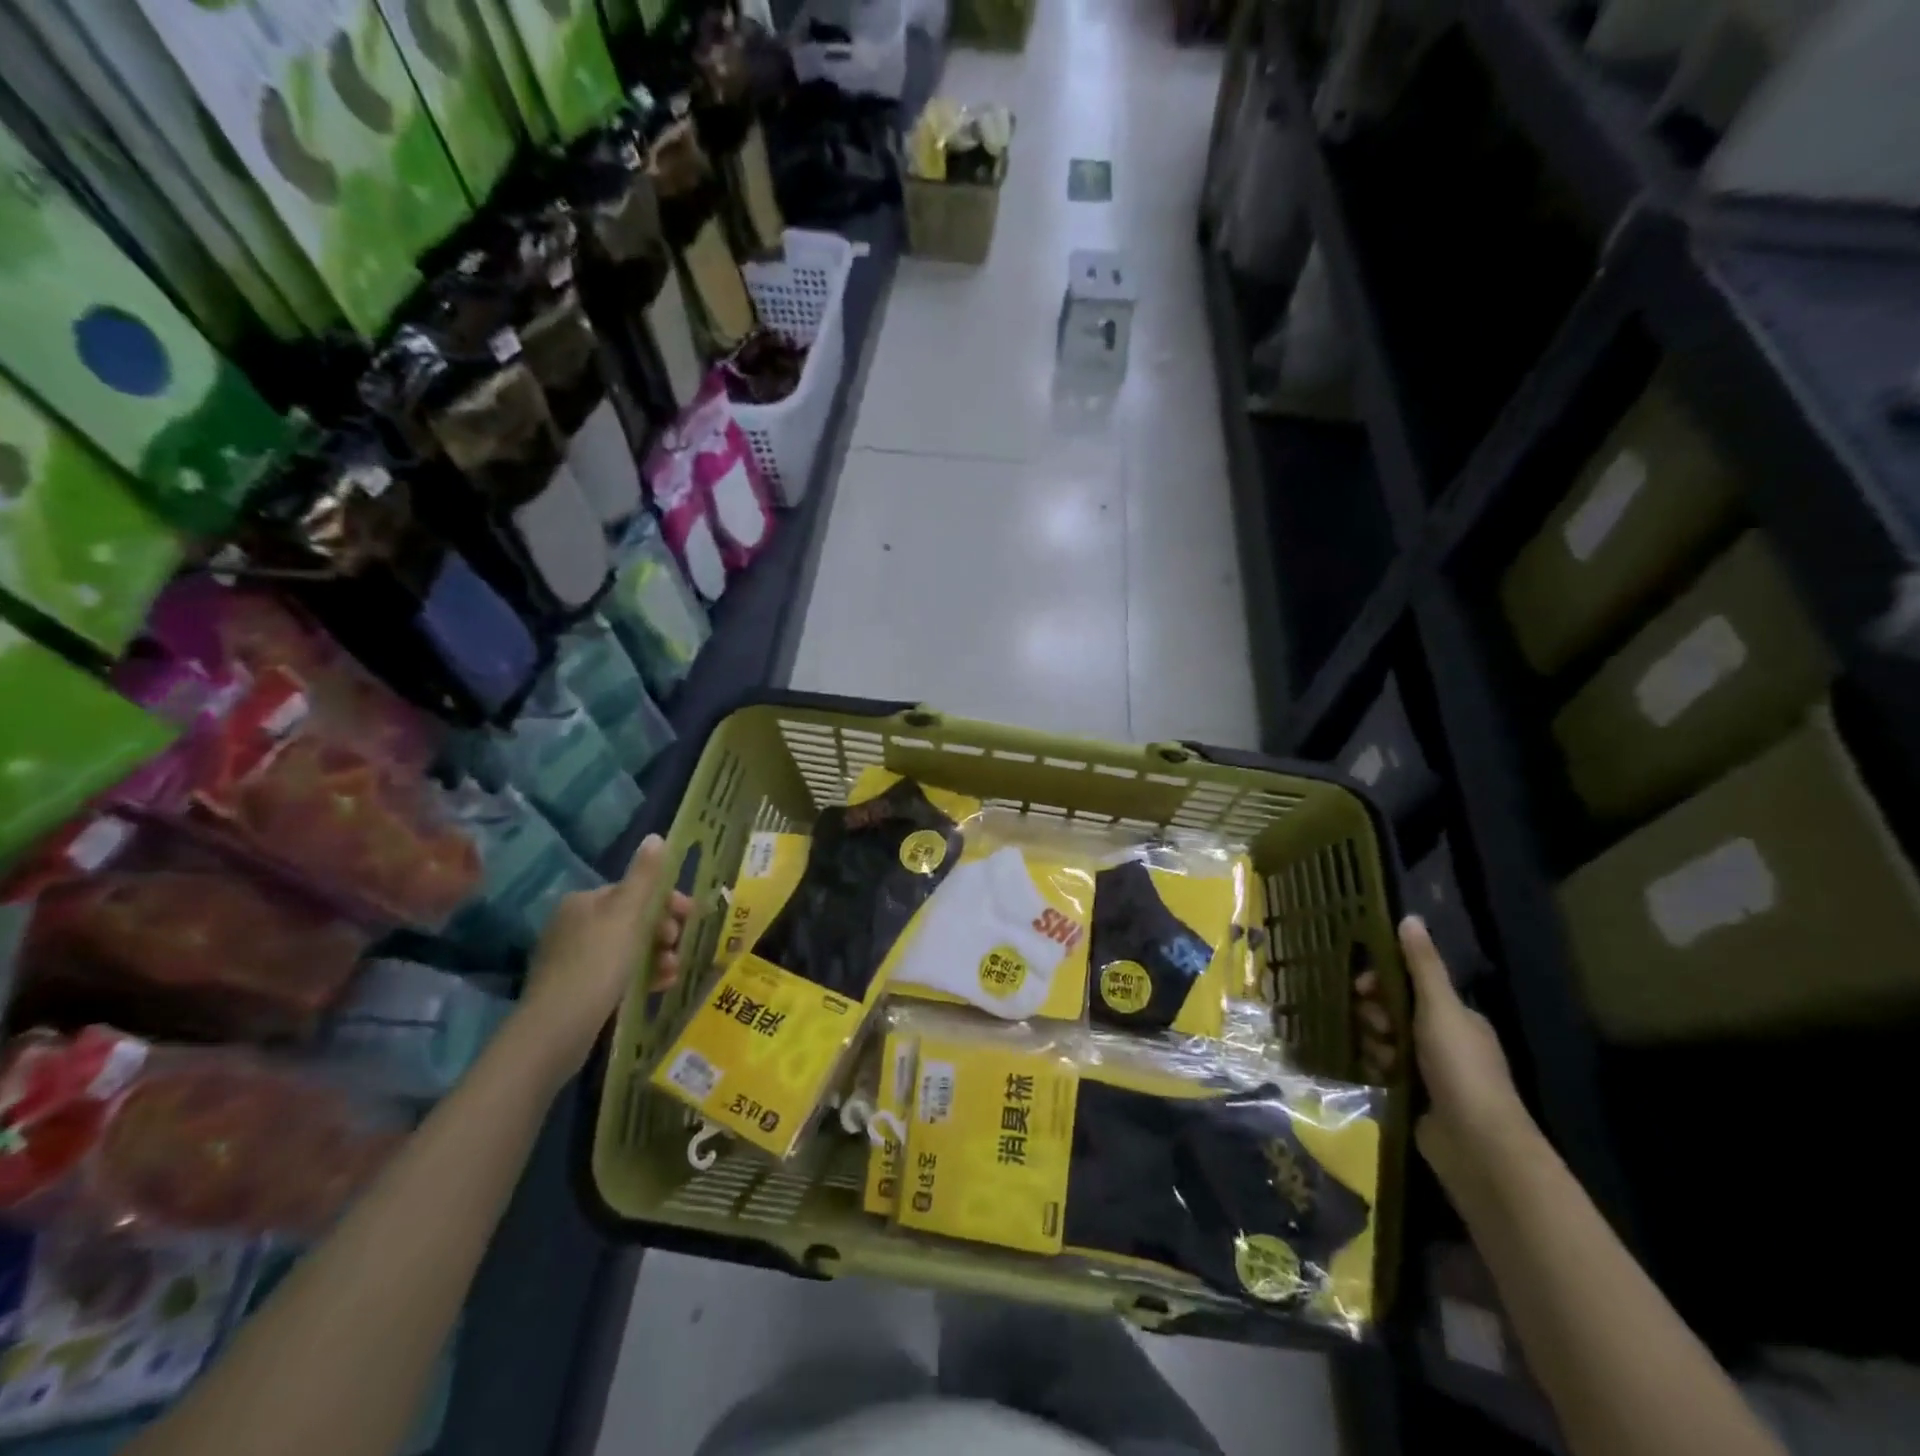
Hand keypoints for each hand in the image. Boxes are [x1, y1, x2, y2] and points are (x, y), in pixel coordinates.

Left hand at [515, 835, 692, 1077]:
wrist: (556, 1029)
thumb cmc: (597, 963)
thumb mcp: (627, 915)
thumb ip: (645, 876)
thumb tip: (656, 837)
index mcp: (584, 901)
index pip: (634, 891)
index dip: (667, 902)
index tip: (692, 916)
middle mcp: (575, 924)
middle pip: (634, 919)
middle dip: (664, 932)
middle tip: (678, 947)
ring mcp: (575, 958)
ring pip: (630, 948)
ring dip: (658, 955)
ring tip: (672, 971)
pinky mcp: (578, 988)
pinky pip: (619, 973)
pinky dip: (643, 975)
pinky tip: (659, 986)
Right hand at [1356, 917, 1536, 1197]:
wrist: (1475, 1143)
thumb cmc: (1459, 1067)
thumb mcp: (1439, 1008)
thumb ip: (1422, 965)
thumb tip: (1409, 917)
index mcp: (1456, 1016)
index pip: (1410, 985)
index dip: (1382, 982)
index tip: (1362, 988)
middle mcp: (1445, 1039)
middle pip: (1393, 1011)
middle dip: (1375, 1014)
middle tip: (1374, 1026)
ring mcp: (1431, 1070)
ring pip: (1384, 1040)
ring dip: (1374, 1042)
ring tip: (1381, 1057)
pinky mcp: (1415, 1095)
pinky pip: (1384, 1068)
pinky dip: (1377, 1067)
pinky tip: (1376, 1073)